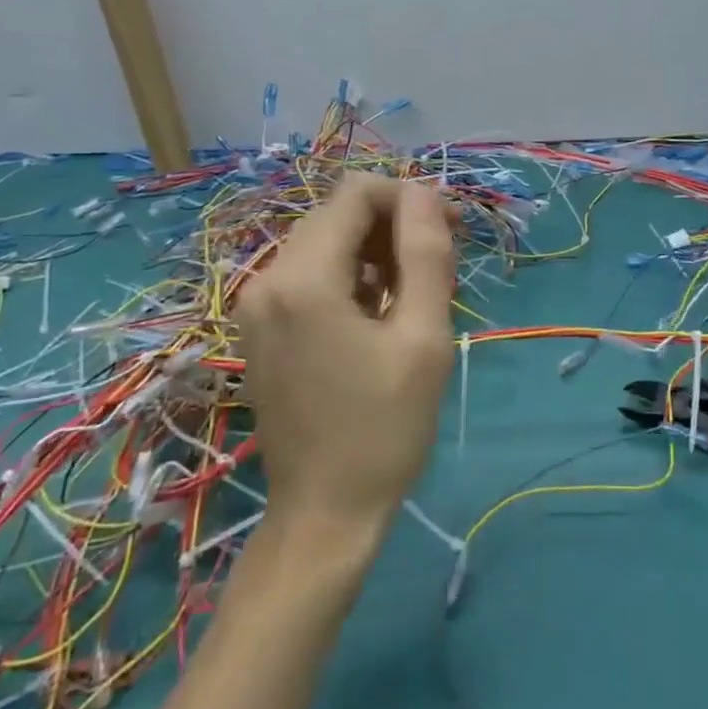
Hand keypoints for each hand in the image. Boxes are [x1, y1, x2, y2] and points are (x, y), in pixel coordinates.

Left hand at [232, 173, 457, 540]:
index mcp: (303, 278)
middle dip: (394, 224)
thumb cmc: (384, 428)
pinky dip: (349, 277)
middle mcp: (266, 279)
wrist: (325, 514)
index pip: (357, 194)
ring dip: (375, 252)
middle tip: (441, 264)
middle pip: (338, 215)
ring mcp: (256, 306)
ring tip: (416, 294)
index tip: (451, 229)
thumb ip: (425, 254)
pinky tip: (380, 314)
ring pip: (325, 244)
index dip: (409, 198)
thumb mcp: (423, 337)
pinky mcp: (260, 328)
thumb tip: (426, 194)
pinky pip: (308, 276)